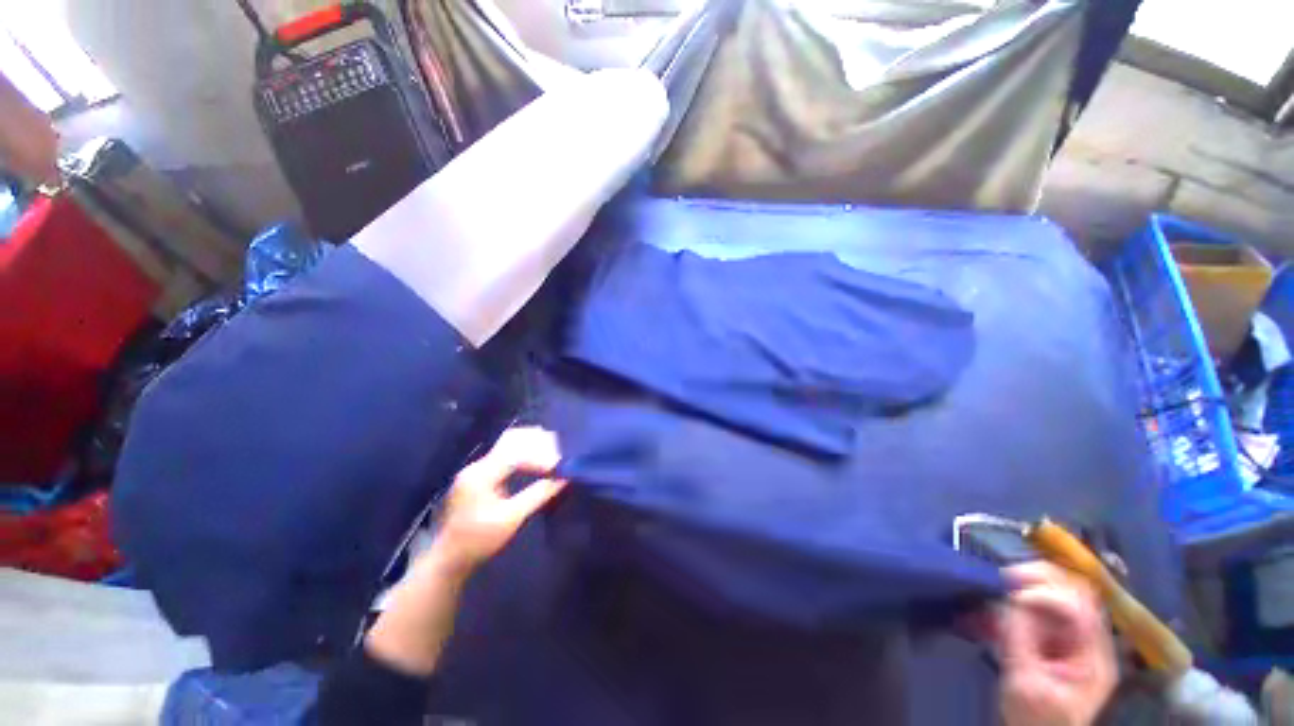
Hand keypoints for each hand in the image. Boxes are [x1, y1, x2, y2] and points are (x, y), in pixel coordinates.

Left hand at [431, 427, 567, 576]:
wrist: (448, 560)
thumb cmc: (479, 542)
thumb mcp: (511, 520)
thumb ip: (538, 495)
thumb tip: (565, 478)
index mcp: (481, 474)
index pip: (517, 453)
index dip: (542, 456)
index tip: (561, 465)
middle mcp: (478, 465)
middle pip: (511, 440)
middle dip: (538, 443)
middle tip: (560, 450)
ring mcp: (477, 469)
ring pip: (508, 444)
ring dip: (531, 445)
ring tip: (553, 452)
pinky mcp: (480, 475)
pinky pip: (505, 454)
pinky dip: (524, 453)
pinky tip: (537, 460)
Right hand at [995, 562, 1117, 725]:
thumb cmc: (1034, 718)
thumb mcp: (1025, 682)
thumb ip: (1020, 638)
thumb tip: (1009, 596)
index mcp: (1095, 655)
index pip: (1080, 606)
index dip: (1045, 592)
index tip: (1009, 590)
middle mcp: (1092, 639)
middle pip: (1076, 590)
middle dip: (1040, 577)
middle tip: (1005, 576)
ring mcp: (1076, 637)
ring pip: (1060, 591)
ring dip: (1029, 583)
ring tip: (1001, 585)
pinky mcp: (1057, 637)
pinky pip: (1044, 603)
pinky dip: (1022, 594)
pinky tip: (1002, 597)